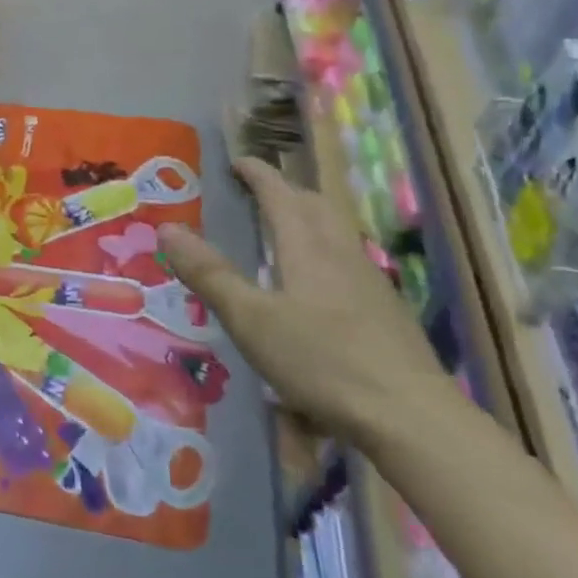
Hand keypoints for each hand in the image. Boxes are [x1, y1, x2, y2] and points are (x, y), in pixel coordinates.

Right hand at [158, 158, 443, 451]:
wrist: (410, 415)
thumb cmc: (321, 361)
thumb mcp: (250, 320)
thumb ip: (210, 274)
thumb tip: (168, 229)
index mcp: (307, 248)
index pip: (280, 194)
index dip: (258, 174)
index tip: (237, 161)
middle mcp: (341, 254)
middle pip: (316, 206)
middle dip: (286, 191)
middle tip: (259, 193)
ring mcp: (370, 282)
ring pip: (337, 232)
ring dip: (309, 219)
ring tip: (286, 232)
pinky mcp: (386, 310)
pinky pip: (349, 261)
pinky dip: (325, 252)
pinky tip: (319, 285)